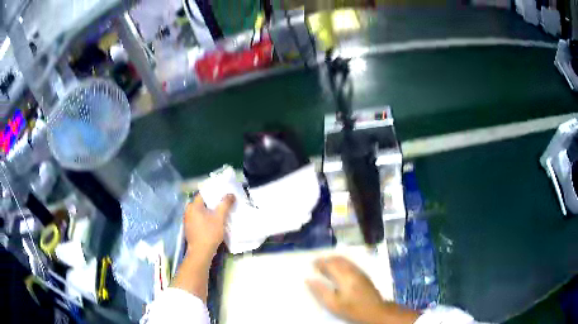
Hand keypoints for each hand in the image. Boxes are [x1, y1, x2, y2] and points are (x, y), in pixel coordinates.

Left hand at [184, 194, 234, 258]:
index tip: (223, 194)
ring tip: (221, 213)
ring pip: (200, 212)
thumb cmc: (209, 233)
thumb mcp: (219, 218)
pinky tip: (214, 223)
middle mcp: (188, 211)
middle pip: (202, 203)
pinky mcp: (190, 228)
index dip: (214, 193)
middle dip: (213, 203)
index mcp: (193, 205)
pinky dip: (206, 219)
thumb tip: (231, 194)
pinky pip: (199, 219)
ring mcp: (188, 220)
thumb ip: (225, 204)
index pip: (204, 194)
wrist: (201, 252)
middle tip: (224, 203)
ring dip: (210, 212)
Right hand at [307, 256, 418, 323]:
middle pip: (338, 259)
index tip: (311, 263)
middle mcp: (353, 271)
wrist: (375, 311)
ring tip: (326, 264)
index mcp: (344, 276)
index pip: (329, 264)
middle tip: (317, 262)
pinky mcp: (364, 275)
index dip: (319, 262)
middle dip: (327, 259)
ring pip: (345, 260)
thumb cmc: (352, 309)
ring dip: (334, 259)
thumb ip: (320, 290)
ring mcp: (360, 272)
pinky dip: (342, 262)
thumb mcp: (333, 303)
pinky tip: (339, 268)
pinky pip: (350, 263)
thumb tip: (308, 279)